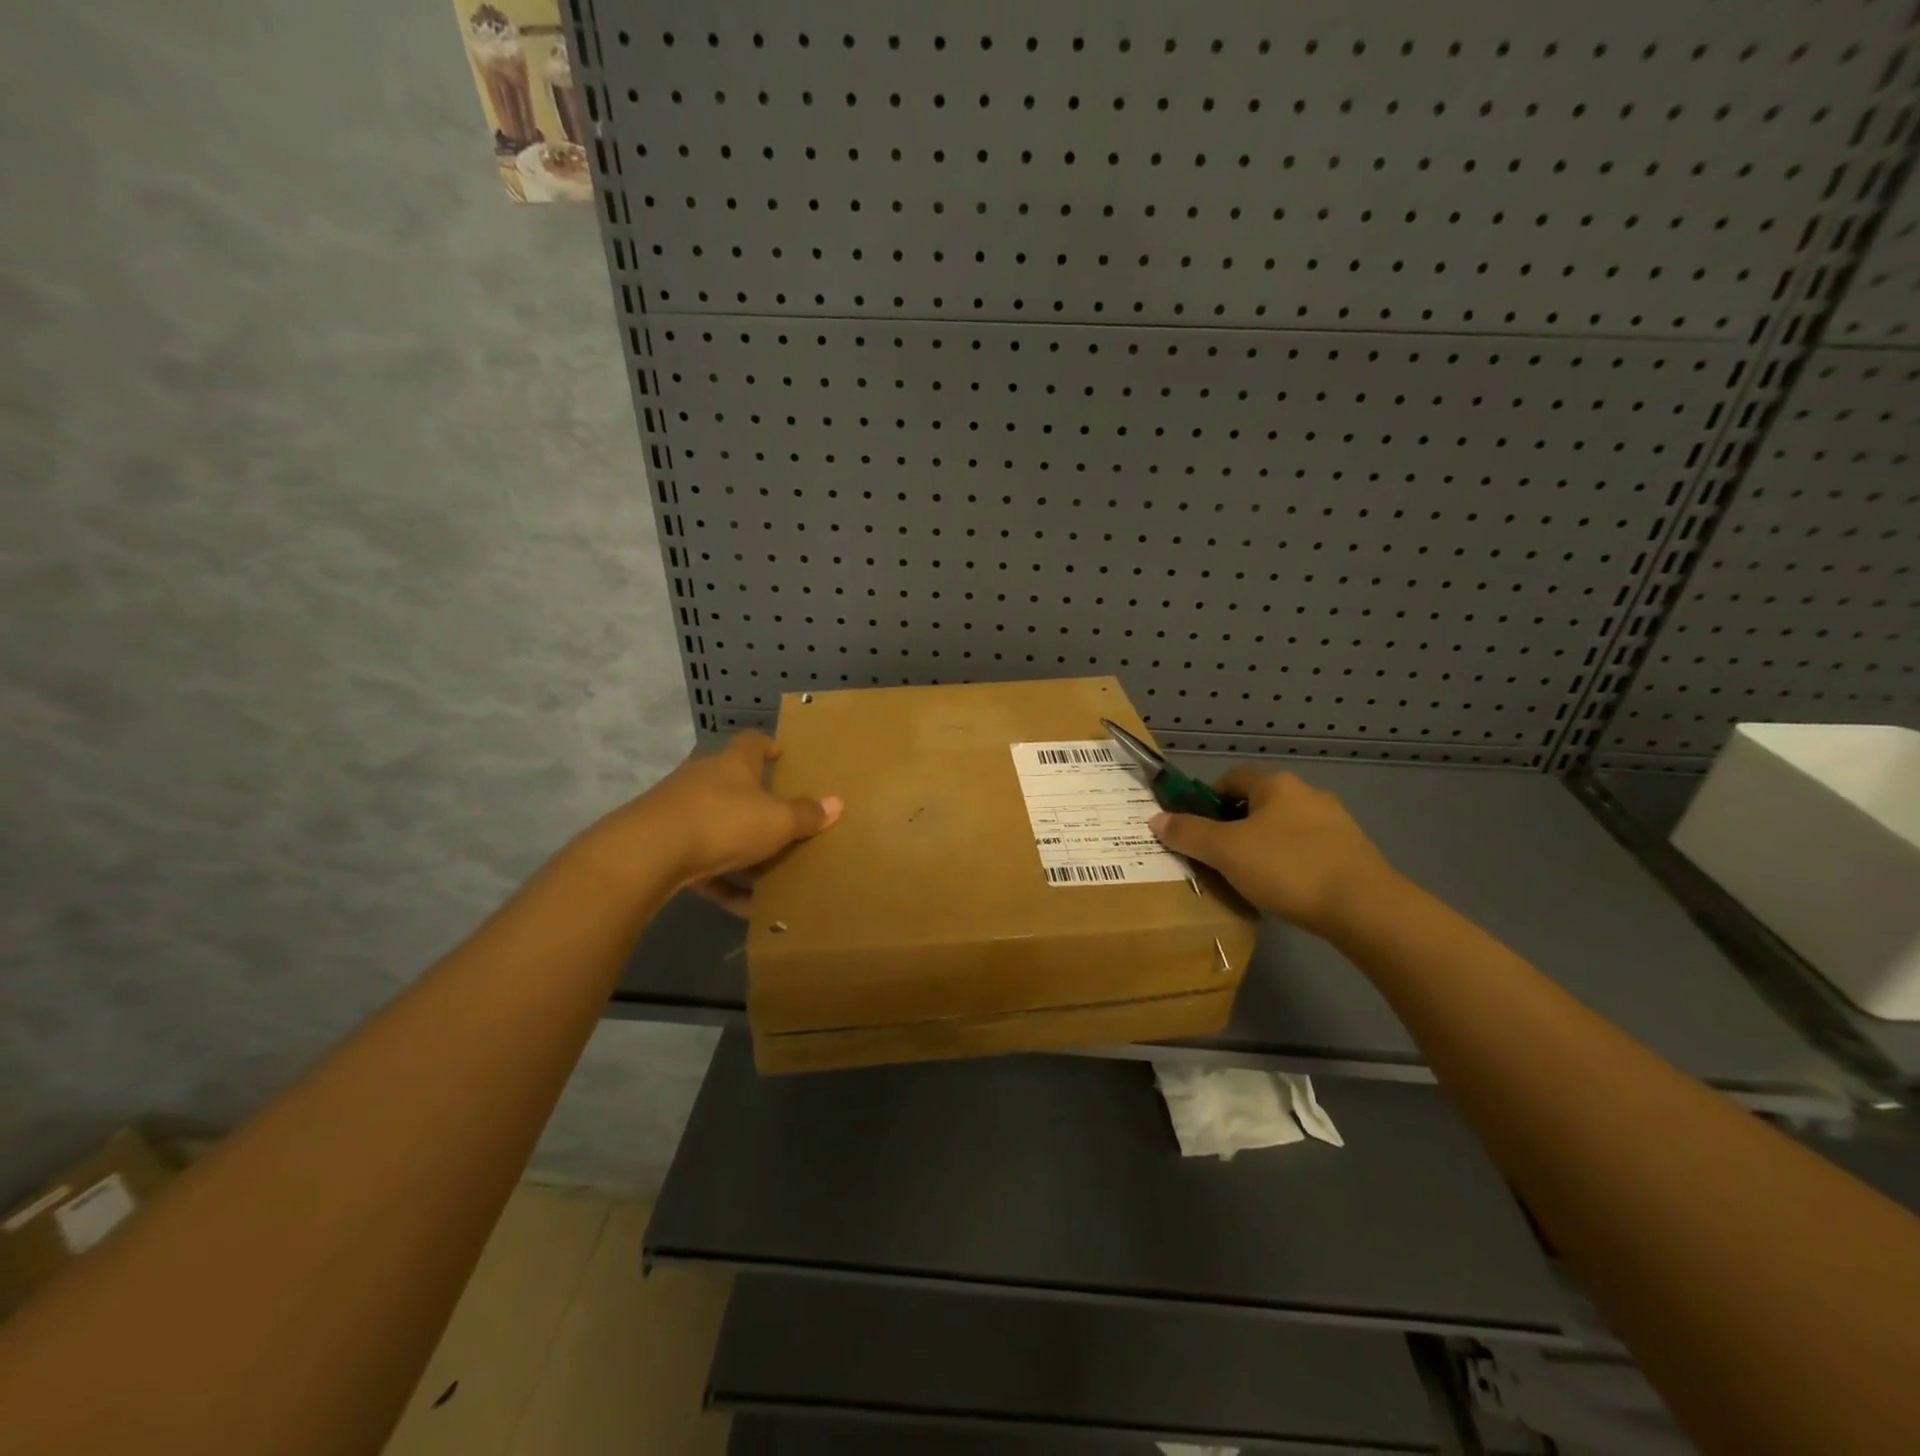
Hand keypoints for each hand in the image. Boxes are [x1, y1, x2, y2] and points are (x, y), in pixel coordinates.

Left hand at [584, 732, 839, 912]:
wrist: (649, 853)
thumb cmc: (724, 821)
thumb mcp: (777, 821)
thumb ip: (806, 815)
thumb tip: (836, 803)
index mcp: (733, 764)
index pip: (752, 743)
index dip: (768, 746)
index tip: (781, 754)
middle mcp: (703, 780)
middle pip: (733, 785)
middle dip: (756, 803)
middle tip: (783, 820)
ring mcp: (678, 812)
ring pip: (717, 826)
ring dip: (741, 849)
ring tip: (770, 873)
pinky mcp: (663, 845)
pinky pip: (703, 864)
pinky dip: (724, 882)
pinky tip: (746, 908)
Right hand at [1149, 768, 1399, 939]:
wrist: (1364, 907)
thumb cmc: (1287, 868)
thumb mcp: (1225, 851)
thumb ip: (1188, 833)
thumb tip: (1156, 819)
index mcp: (1276, 784)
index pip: (1230, 778)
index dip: (1206, 800)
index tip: (1194, 829)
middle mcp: (1307, 793)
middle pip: (1257, 803)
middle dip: (1233, 826)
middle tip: (1216, 856)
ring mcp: (1335, 822)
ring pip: (1283, 827)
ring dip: (1262, 845)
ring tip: (1248, 877)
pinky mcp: (1351, 852)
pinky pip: (1306, 849)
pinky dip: (1289, 863)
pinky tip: (1284, 889)